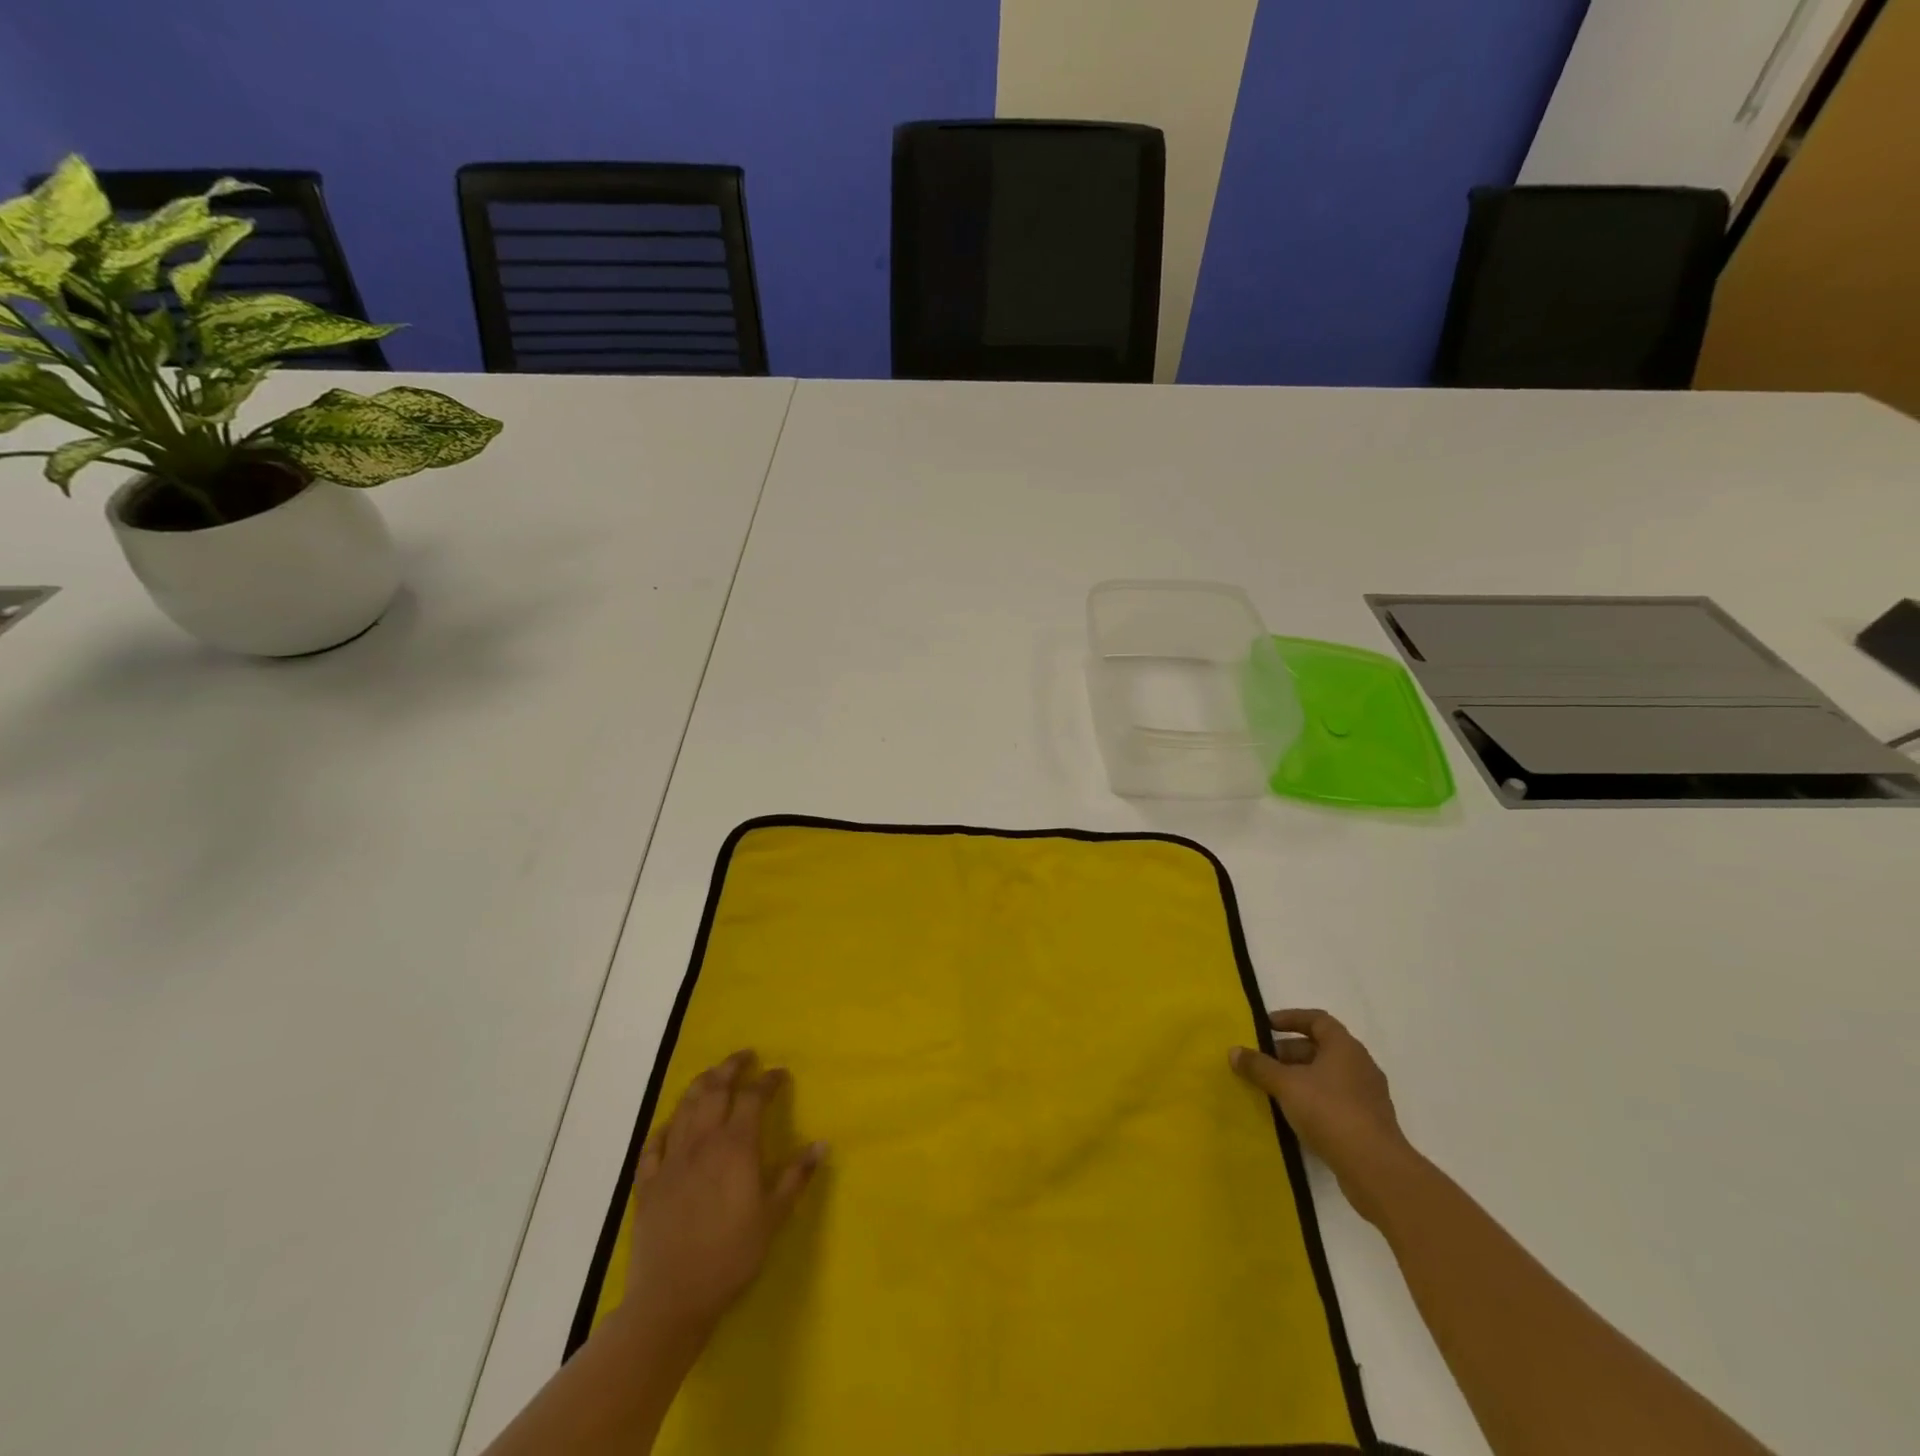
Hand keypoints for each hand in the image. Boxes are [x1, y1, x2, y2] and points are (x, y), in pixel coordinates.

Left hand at [620, 1050, 826, 1346]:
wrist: (672, 1298)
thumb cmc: (730, 1256)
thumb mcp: (774, 1217)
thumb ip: (795, 1176)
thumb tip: (821, 1143)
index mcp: (735, 1146)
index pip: (753, 1097)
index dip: (768, 1080)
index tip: (780, 1073)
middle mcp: (702, 1142)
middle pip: (714, 1090)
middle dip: (730, 1068)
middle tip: (744, 1057)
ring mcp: (671, 1160)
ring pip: (684, 1108)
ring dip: (700, 1085)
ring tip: (712, 1075)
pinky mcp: (648, 1183)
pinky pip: (654, 1143)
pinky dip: (665, 1126)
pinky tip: (671, 1124)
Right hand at [1231, 1009, 1416, 1225]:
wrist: (1375, 1169)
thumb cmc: (1330, 1112)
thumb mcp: (1286, 1085)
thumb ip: (1259, 1066)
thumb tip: (1233, 1051)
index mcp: (1345, 1047)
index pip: (1317, 1020)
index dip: (1290, 1018)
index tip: (1266, 1026)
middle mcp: (1360, 1065)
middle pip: (1321, 1048)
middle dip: (1289, 1052)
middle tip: (1263, 1062)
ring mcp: (1367, 1096)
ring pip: (1327, 1076)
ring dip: (1300, 1077)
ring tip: (1273, 1089)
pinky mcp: (1369, 1123)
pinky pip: (1335, 1099)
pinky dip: (1313, 1099)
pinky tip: (1294, 1114)